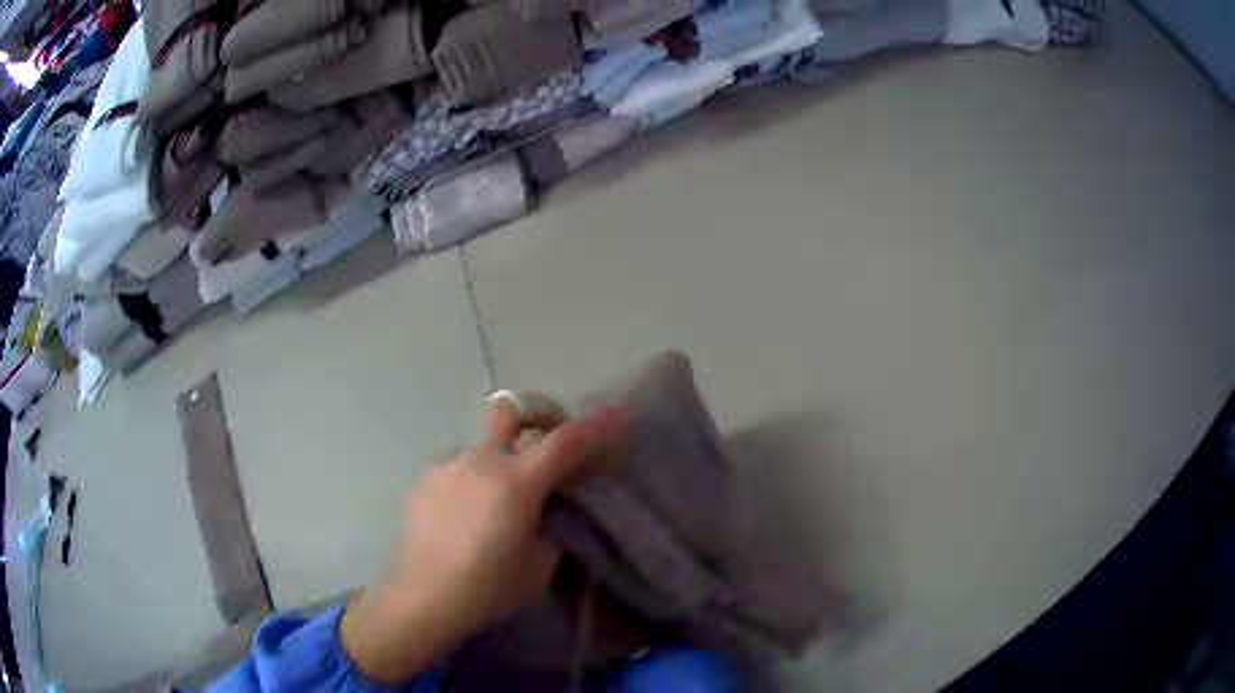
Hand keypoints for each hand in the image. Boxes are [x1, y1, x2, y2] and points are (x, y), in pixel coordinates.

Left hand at [340, 395, 627, 682]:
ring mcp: (446, 465)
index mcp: (516, 483)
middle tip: (547, 442)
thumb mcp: (539, 564)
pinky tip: (465, 514)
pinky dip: (472, 479)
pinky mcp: (423, 479)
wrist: (422, 598)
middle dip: (536, 415)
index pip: (566, 442)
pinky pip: (458, 466)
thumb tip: (552, 507)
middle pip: (510, 409)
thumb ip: (551, 525)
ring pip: (482, 444)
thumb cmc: (487, 589)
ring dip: (499, 458)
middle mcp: (480, 461)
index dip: (597, 425)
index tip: (619, 415)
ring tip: (496, 501)